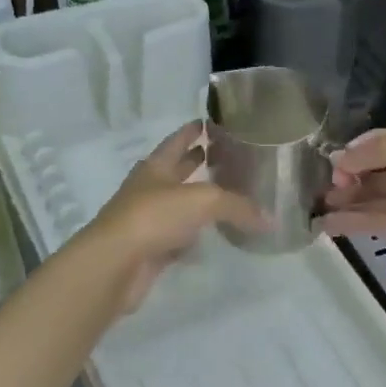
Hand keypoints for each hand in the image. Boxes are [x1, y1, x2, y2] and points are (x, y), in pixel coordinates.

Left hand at [79, 122, 265, 314]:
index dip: (190, 131)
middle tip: (221, 156)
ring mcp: (147, 221)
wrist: (115, 264)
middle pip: (175, 172)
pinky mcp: (150, 250)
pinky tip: (209, 237)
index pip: (176, 141)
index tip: (206, 122)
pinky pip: (177, 238)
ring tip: (224, 197)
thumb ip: (238, 206)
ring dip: (195, 201)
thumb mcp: (203, 201)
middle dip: (194, 163)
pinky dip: (192, 236)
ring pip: (177, 206)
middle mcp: (149, 190)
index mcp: (155, 167)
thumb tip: (271, 220)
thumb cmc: (154, 216)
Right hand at [317, 125, 385, 270]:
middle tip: (318, 191)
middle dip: (347, 178)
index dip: (354, 152)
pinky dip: (354, 222)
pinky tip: (326, 225)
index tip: (331, 166)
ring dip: (347, 202)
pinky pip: (380, 221)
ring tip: (316, 209)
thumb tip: (341, 160)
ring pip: (376, 198)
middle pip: (376, 171)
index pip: (380, 142)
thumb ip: (367, 151)